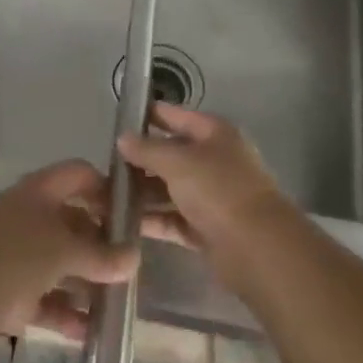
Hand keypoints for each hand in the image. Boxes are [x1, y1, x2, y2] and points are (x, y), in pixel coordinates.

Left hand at [0, 160, 139, 346]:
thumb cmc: (10, 256)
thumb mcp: (62, 250)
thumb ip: (99, 256)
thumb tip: (134, 257)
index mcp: (40, 193)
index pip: (79, 175)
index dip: (106, 189)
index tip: (133, 215)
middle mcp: (29, 219)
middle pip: (73, 224)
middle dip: (102, 245)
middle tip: (132, 269)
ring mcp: (16, 257)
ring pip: (60, 266)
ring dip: (87, 285)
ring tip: (118, 306)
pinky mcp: (7, 295)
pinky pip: (45, 302)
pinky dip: (66, 315)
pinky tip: (91, 335)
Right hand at [118, 104, 289, 268]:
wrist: (257, 247)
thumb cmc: (218, 190)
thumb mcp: (178, 162)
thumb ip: (147, 149)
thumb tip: (123, 138)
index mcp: (215, 134)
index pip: (176, 116)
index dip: (149, 115)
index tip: (118, 118)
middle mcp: (215, 161)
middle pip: (172, 154)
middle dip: (140, 159)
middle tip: (105, 164)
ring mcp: (212, 196)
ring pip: (170, 188)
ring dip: (142, 192)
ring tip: (105, 195)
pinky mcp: (207, 228)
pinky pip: (173, 218)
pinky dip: (153, 219)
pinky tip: (123, 222)